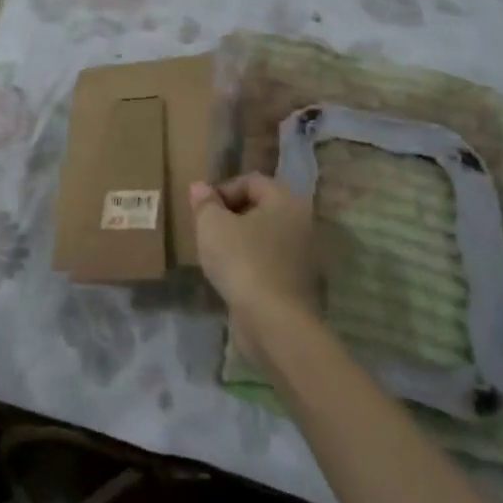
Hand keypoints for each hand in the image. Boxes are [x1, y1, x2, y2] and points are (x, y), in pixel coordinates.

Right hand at [189, 173, 319, 364]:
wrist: (273, 321)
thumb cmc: (242, 261)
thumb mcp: (212, 225)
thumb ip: (205, 202)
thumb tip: (201, 187)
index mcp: (285, 199)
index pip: (250, 181)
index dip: (222, 191)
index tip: (203, 211)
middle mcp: (300, 221)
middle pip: (259, 207)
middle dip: (229, 215)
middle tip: (207, 230)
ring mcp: (302, 253)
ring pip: (263, 235)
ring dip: (239, 240)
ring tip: (215, 254)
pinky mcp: (297, 281)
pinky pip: (268, 260)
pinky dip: (250, 262)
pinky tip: (231, 276)